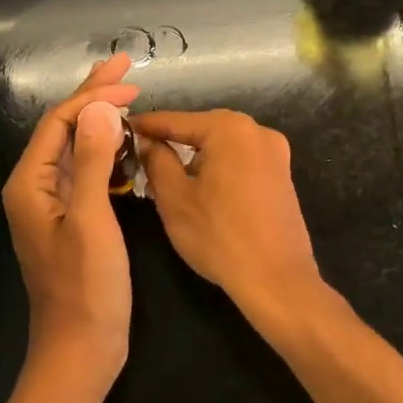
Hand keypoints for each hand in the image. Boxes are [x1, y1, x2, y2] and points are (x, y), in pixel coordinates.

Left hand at [1, 55, 138, 387]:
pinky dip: (106, 149)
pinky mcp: (71, 217)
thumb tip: (99, 107)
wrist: (81, 351)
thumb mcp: (92, 220)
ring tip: (128, 94)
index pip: (59, 121)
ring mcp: (52, 203)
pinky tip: (126, 141)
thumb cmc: (86, 287)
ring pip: (76, 146)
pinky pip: (86, 169)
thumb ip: (93, 161)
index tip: (130, 82)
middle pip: (64, 127)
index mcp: (30, 182)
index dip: (93, 96)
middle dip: (93, 95)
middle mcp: (35, 186)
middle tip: (124, 66)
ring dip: (101, 119)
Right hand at [132, 110, 322, 319]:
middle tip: (140, 153)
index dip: (145, 126)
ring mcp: (274, 152)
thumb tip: (148, 143)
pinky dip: (218, 166)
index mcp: (229, 129)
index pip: (175, 120)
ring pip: (221, 145)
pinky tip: (201, 186)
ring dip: (194, 156)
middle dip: (171, 140)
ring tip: (166, 172)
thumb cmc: (220, 237)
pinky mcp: (281, 174)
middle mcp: (256, 130)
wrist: (278, 282)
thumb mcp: (175, 199)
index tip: (121, 129)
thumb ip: (157, 161)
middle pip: (201, 129)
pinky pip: (240, 160)